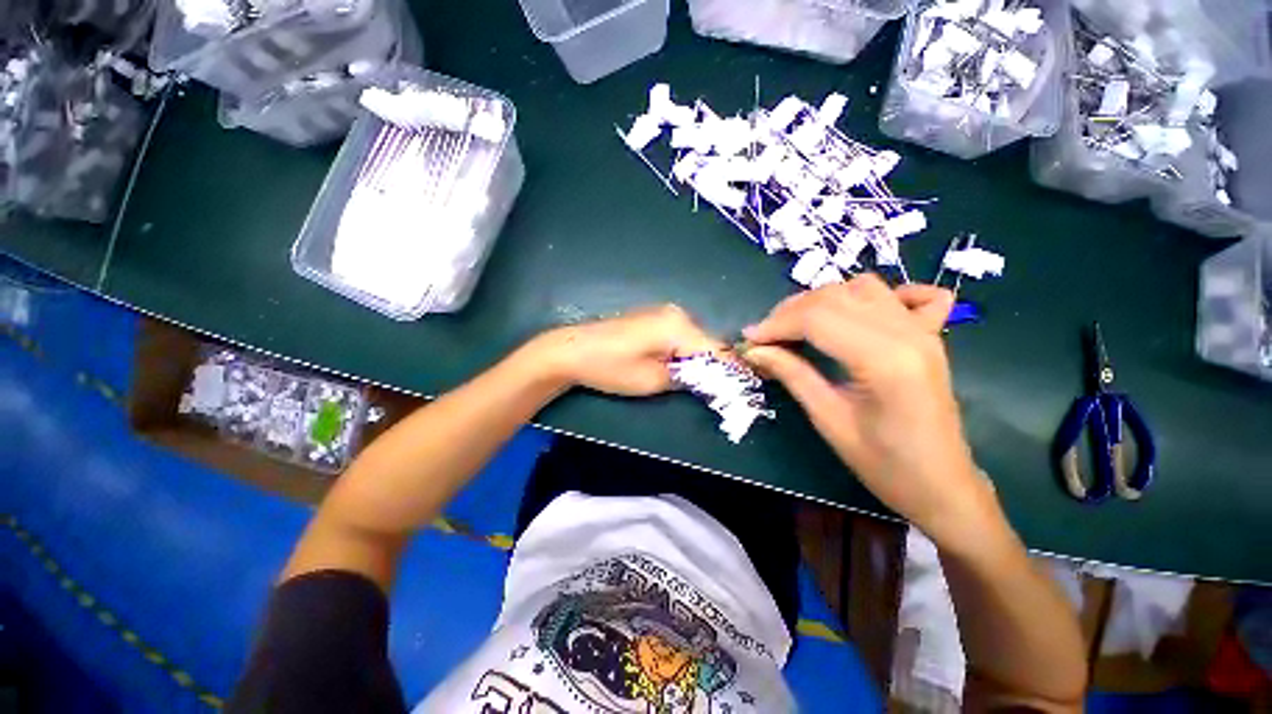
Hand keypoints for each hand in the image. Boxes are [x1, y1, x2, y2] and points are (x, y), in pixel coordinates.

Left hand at [530, 305, 722, 396]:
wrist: (572, 350)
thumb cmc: (611, 367)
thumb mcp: (653, 380)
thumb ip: (688, 378)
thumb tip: (712, 379)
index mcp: (679, 327)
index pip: (719, 350)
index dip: (733, 371)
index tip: (745, 389)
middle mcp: (677, 314)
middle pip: (709, 343)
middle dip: (717, 367)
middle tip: (723, 391)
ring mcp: (664, 314)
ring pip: (695, 340)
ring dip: (701, 360)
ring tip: (704, 383)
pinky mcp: (653, 319)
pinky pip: (680, 336)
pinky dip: (686, 352)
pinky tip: (682, 368)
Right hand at [742, 275, 998, 546]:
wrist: (941, 485)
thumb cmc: (883, 463)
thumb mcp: (828, 419)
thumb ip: (791, 375)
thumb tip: (754, 350)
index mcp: (884, 359)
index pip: (817, 319)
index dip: (776, 325)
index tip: (749, 339)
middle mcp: (907, 333)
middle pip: (835, 297)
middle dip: (790, 311)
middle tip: (766, 336)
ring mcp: (923, 330)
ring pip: (863, 288)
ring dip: (822, 300)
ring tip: (798, 325)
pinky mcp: (929, 335)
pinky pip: (908, 295)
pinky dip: (877, 295)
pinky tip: (857, 312)